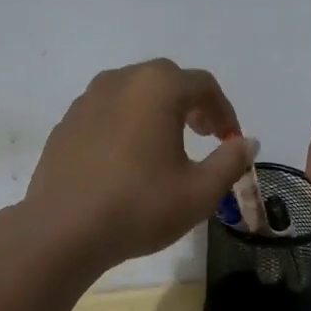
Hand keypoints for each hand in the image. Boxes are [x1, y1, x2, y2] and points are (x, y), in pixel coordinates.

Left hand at [25, 60, 256, 271]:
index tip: (230, 140)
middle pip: (166, 79)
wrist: (62, 230)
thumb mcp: (199, 192)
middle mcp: (121, 81)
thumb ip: (230, 161)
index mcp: (157, 87)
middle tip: (203, 134)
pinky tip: (127, 158)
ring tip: (166, 145)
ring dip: (156, 110)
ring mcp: (87, 99)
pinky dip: (126, 123)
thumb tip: (247, 142)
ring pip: (133, 91)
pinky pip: (106, 111)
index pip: (203, 85)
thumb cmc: (139, 206)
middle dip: (191, 103)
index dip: (224, 110)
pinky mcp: (66, 123)